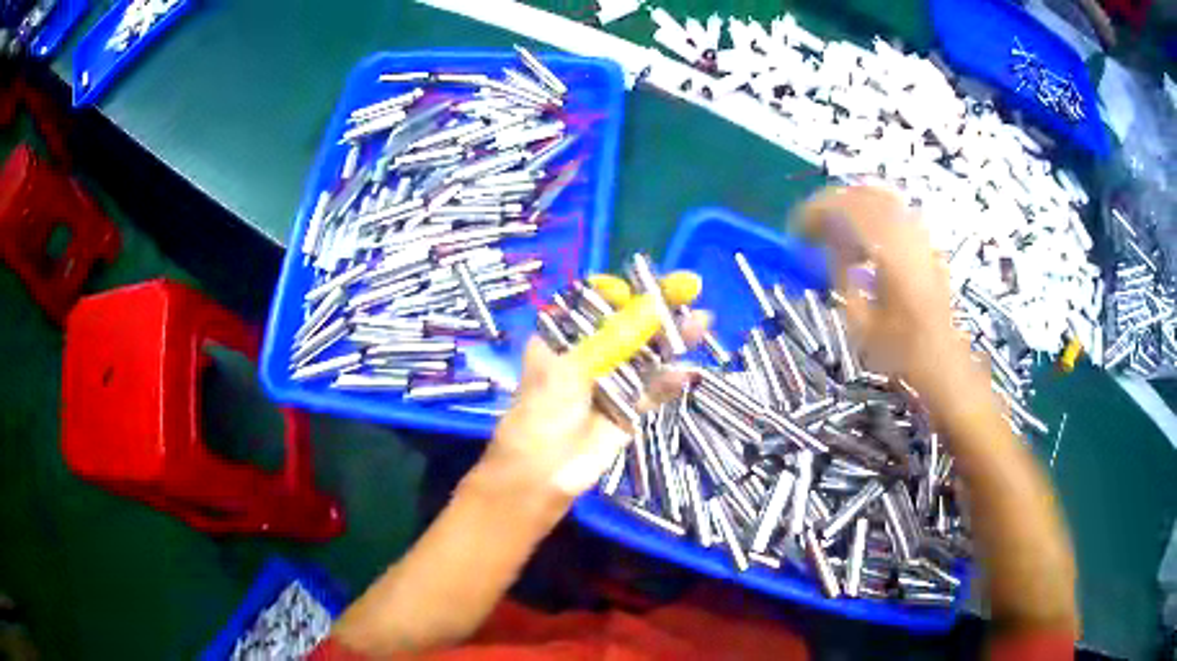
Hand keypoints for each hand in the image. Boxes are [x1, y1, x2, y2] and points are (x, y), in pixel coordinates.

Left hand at [481, 310, 709, 501]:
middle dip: (658, 311)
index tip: (651, 284)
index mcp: (563, 338)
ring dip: (671, 341)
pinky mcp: (626, 411)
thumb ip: (619, 337)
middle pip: (628, 327)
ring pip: (645, 356)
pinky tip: (687, 371)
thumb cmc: (545, 409)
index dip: (625, 292)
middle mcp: (588, 355)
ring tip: (702, 322)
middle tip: (691, 291)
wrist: (543, 472)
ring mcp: (609, 383)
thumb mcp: (575, 366)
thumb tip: (656, 305)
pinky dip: (669, 382)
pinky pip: (651, 392)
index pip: (597, 304)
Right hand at [794, 186, 982, 400]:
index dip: (817, 212)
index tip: (796, 230)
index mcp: (891, 254)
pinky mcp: (926, 241)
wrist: (941, 359)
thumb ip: (842, 275)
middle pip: (864, 195)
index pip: (848, 210)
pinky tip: (862, 234)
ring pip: (881, 197)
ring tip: (833, 226)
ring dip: (852, 204)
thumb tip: (825, 243)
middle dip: (832, 204)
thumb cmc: (899, 350)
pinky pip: (895, 210)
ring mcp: (921, 235)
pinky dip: (872, 212)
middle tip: (811, 226)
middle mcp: (908, 235)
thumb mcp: (860, 321)